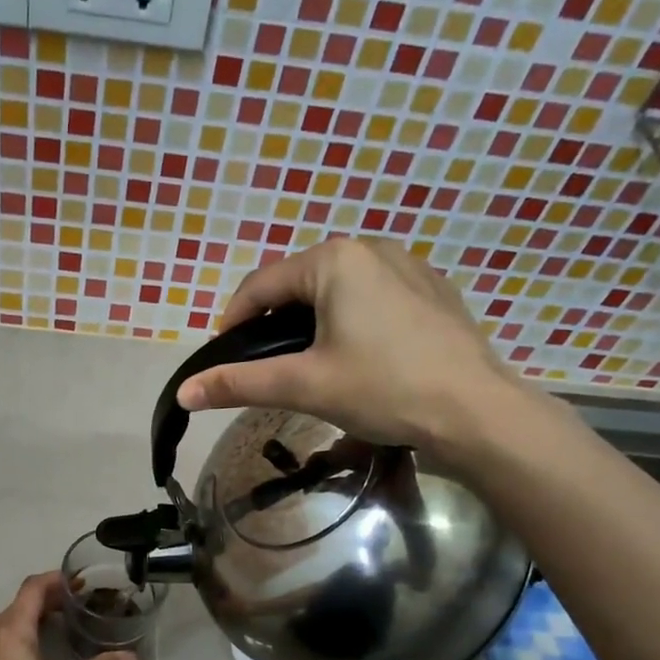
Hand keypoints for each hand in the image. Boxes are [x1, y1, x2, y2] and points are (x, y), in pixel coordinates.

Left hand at [0, 572, 137, 659]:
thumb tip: (133, 657)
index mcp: (11, 632)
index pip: (32, 589)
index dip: (55, 580)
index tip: (79, 583)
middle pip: (18, 604)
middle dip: (46, 599)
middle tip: (76, 605)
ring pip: (3, 623)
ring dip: (29, 618)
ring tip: (57, 626)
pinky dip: (14, 637)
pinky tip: (31, 655)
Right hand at [176, 235, 536, 464]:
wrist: (476, 412)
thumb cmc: (384, 389)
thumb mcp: (304, 385)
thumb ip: (240, 384)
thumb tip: (183, 393)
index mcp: (334, 260)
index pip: (260, 284)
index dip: (233, 322)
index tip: (225, 358)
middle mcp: (371, 248)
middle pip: (300, 284)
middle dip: (277, 323)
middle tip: (270, 368)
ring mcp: (409, 265)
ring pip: (339, 290)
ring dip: (315, 322)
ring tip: (313, 365)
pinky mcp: (433, 290)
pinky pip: (375, 297)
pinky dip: (354, 321)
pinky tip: (363, 358)